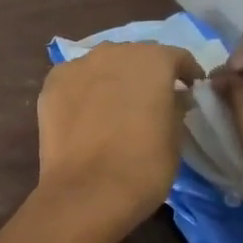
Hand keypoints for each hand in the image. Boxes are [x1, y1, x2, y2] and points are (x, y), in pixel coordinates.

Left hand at [35, 42, 200, 242]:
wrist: (87, 191)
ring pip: (102, 64)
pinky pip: (75, 80)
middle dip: (145, 72)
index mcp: (152, 59)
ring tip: (116, 104)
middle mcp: (113, 52)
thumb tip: (173, 97)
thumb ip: (175, 106)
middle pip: (134, 55)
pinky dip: (84, 90)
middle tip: (151, 97)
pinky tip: (87, 111)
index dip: (186, 72)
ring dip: (112, 77)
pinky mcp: (51, 85)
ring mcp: (77, 66)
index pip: (176, 57)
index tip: (191, 88)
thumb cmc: (144, 165)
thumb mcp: (175, 136)